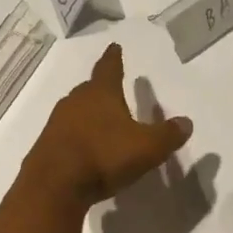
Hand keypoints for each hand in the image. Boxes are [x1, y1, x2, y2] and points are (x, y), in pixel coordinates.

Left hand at [23, 44, 193, 206]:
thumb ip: (168, 135)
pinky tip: (85, 150)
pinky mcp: (46, 146)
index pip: (109, 68)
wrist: (54, 186)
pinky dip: (77, 137)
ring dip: (88, 115)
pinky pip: (66, 134)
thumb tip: (186, 122)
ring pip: (76, 111)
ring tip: (101, 123)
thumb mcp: (147, 147)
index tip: (114, 46)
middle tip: (112, 91)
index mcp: (101, 93)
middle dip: (101, 90)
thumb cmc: (104, 156)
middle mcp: (75, 101)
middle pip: (90, 89)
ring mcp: (57, 123)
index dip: (114, 58)